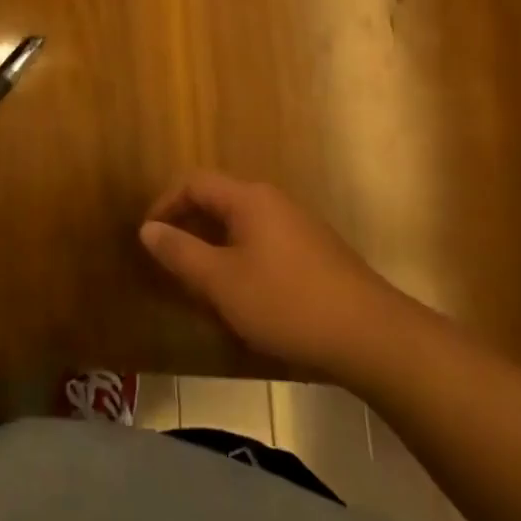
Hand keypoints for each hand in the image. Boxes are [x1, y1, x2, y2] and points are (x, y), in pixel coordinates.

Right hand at [139, 173, 411, 382]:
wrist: (373, 337)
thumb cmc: (287, 302)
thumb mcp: (222, 281)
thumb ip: (180, 253)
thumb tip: (148, 229)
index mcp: (249, 199)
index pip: (194, 183)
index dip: (165, 205)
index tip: (149, 237)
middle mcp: (273, 202)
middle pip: (218, 201)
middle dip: (188, 227)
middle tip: (169, 261)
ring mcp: (299, 227)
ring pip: (241, 226)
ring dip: (213, 247)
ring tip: (200, 283)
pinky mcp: (315, 254)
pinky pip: (263, 244)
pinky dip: (240, 260)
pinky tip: (242, 296)